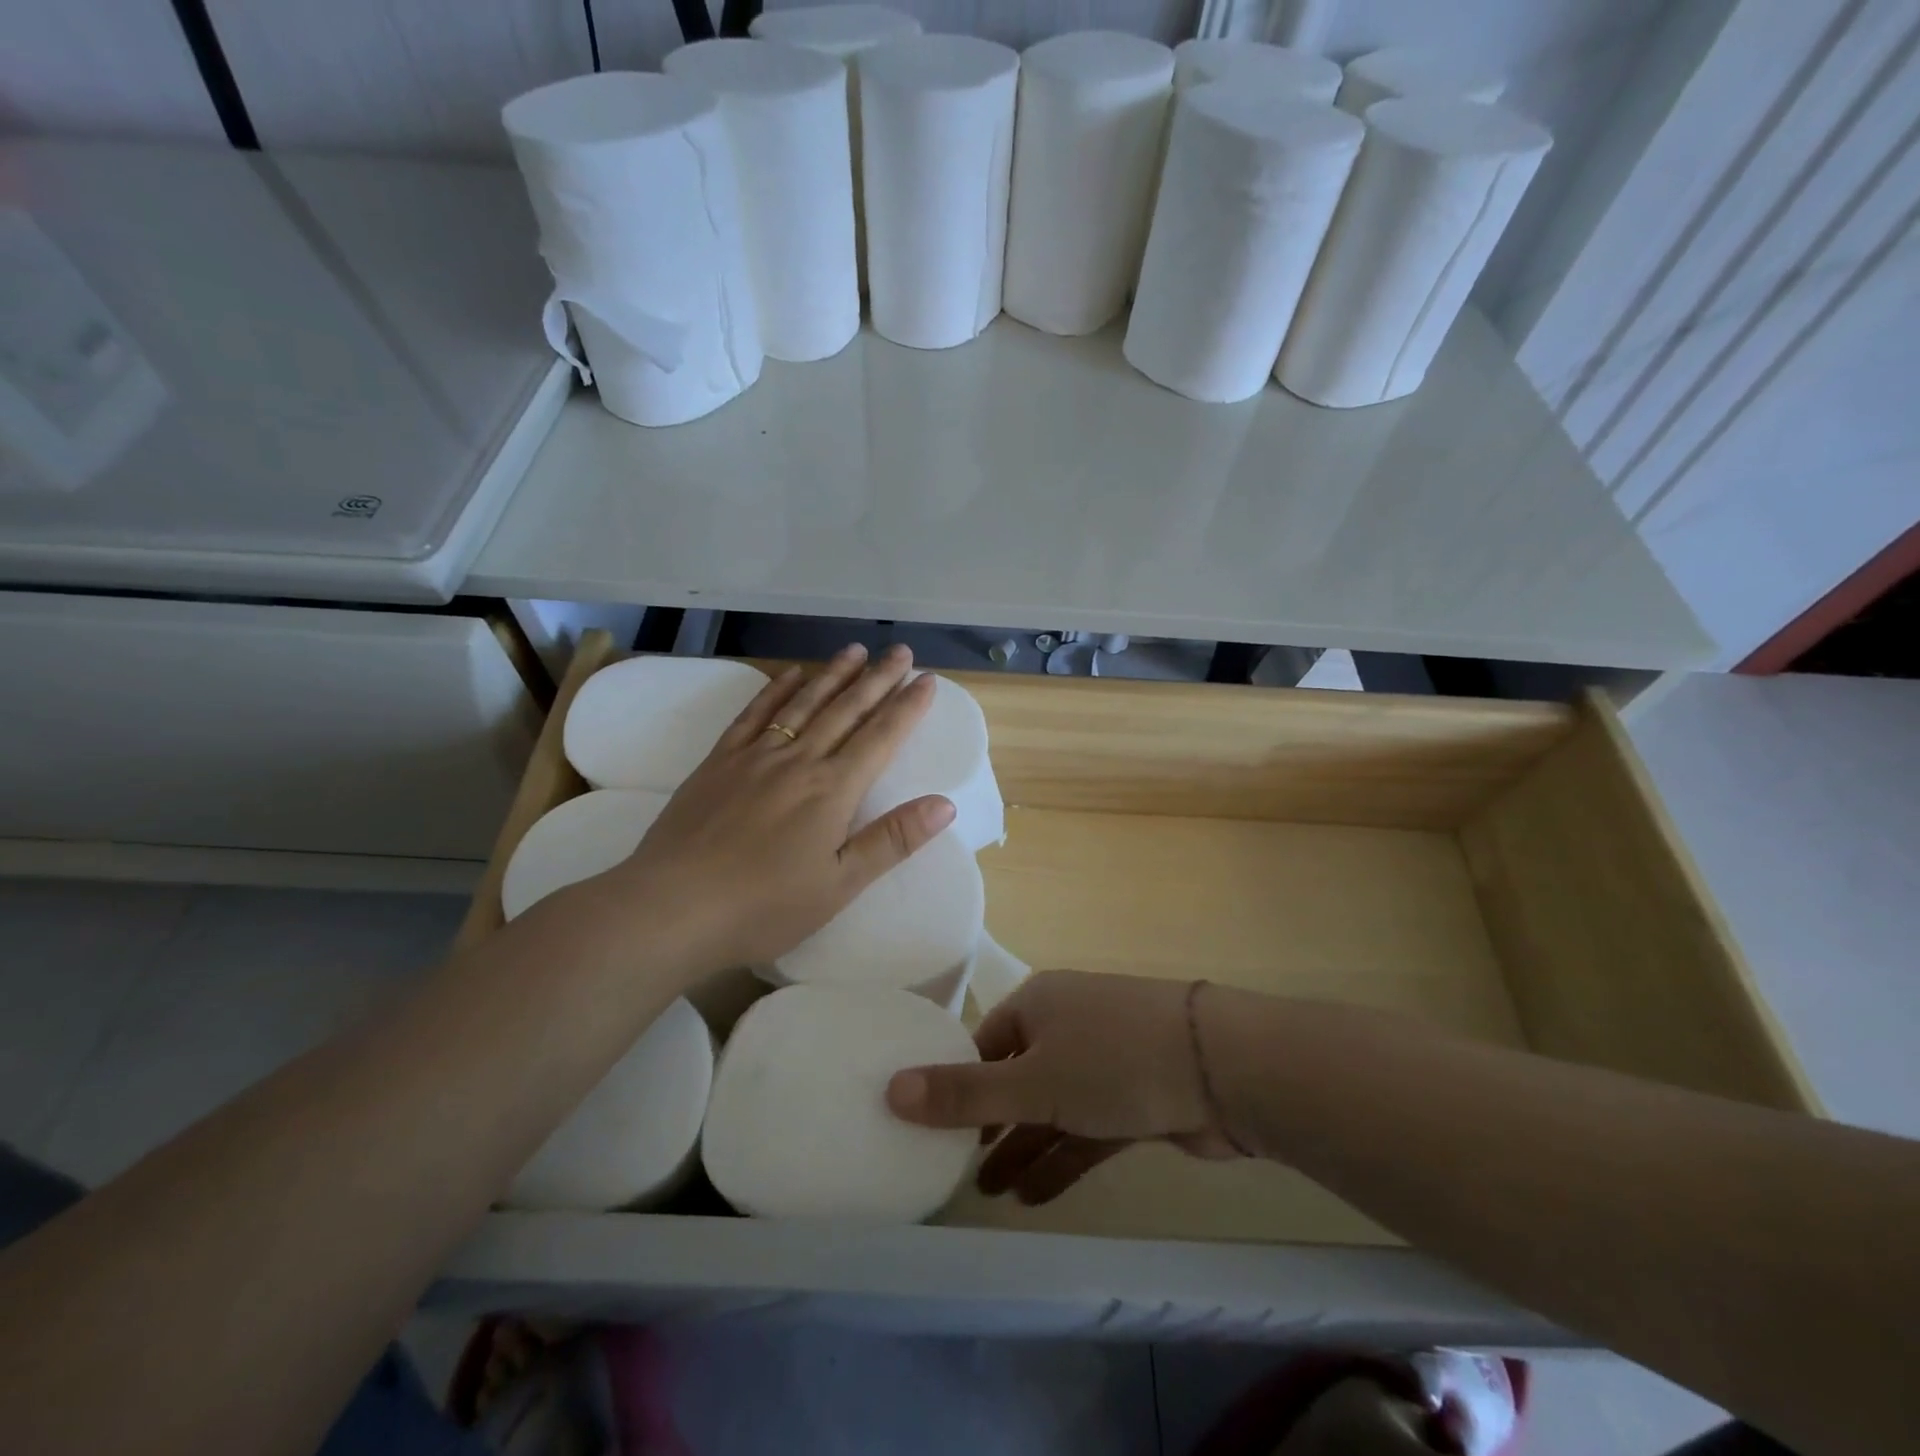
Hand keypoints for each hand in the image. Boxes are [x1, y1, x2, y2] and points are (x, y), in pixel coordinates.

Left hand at [585, 643, 953, 976]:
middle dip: (877, 679)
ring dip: (832, 674)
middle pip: (846, 710)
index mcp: (833, 790)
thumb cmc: (765, 906)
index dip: (907, 707)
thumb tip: (945, 803)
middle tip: (901, 651)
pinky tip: (790, 674)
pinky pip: (754, 715)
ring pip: (803, 704)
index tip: (928, 679)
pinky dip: (776, 690)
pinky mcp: (719, 762)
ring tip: (855, 650)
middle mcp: (799, 761)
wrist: (672, 907)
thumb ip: (892, 840)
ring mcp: (755, 756)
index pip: (881, 737)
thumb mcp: (840, 884)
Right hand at [886, 970, 1243, 1205]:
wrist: (1221, 1068)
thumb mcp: (1032, 1080)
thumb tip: (889, 1089)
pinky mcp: (1135, 1097)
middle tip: (957, 1169)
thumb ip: (964, 1093)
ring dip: (1024, 1146)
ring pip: (1052, 1107)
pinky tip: (1034, 1195)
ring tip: (990, 1192)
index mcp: (1039, 1003)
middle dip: (990, 1124)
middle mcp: (1068, 1024)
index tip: (931, 1128)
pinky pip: (1086, 1128)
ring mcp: (1105, 1060)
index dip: (958, 1084)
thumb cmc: (1112, 1060)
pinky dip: (1062, 1157)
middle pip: (1017, 1076)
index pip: (984, 1043)